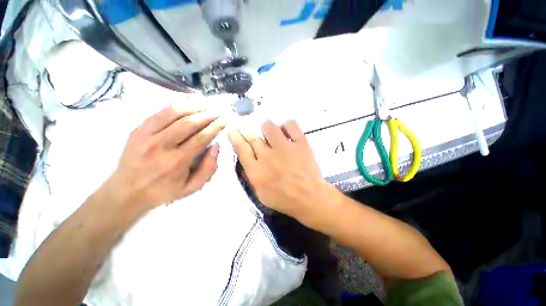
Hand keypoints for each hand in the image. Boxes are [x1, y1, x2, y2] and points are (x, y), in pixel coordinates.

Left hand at [107, 106, 225, 209]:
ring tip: (206, 104)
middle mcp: (161, 146)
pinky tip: (187, 104)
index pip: (201, 138)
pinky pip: (159, 112)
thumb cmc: (163, 191)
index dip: (215, 127)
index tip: (224, 120)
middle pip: (188, 123)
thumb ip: (208, 169)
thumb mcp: (192, 188)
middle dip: (207, 115)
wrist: (127, 192)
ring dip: (193, 107)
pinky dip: (176, 106)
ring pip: (173, 113)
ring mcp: (146, 135)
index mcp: (177, 162)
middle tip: (217, 111)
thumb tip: (216, 147)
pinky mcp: (137, 130)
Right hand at [228, 120, 334, 222]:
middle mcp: (267, 156)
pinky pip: (291, 125)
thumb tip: (247, 161)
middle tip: (252, 136)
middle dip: (249, 134)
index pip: (241, 148)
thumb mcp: (261, 195)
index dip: (235, 137)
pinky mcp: (300, 143)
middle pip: (254, 138)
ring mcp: (284, 148)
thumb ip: (252, 177)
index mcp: (256, 171)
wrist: (310, 199)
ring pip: (269, 127)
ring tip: (271, 134)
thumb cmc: (285, 200)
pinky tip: (286, 132)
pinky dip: (287, 125)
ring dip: (267, 128)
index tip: (233, 130)